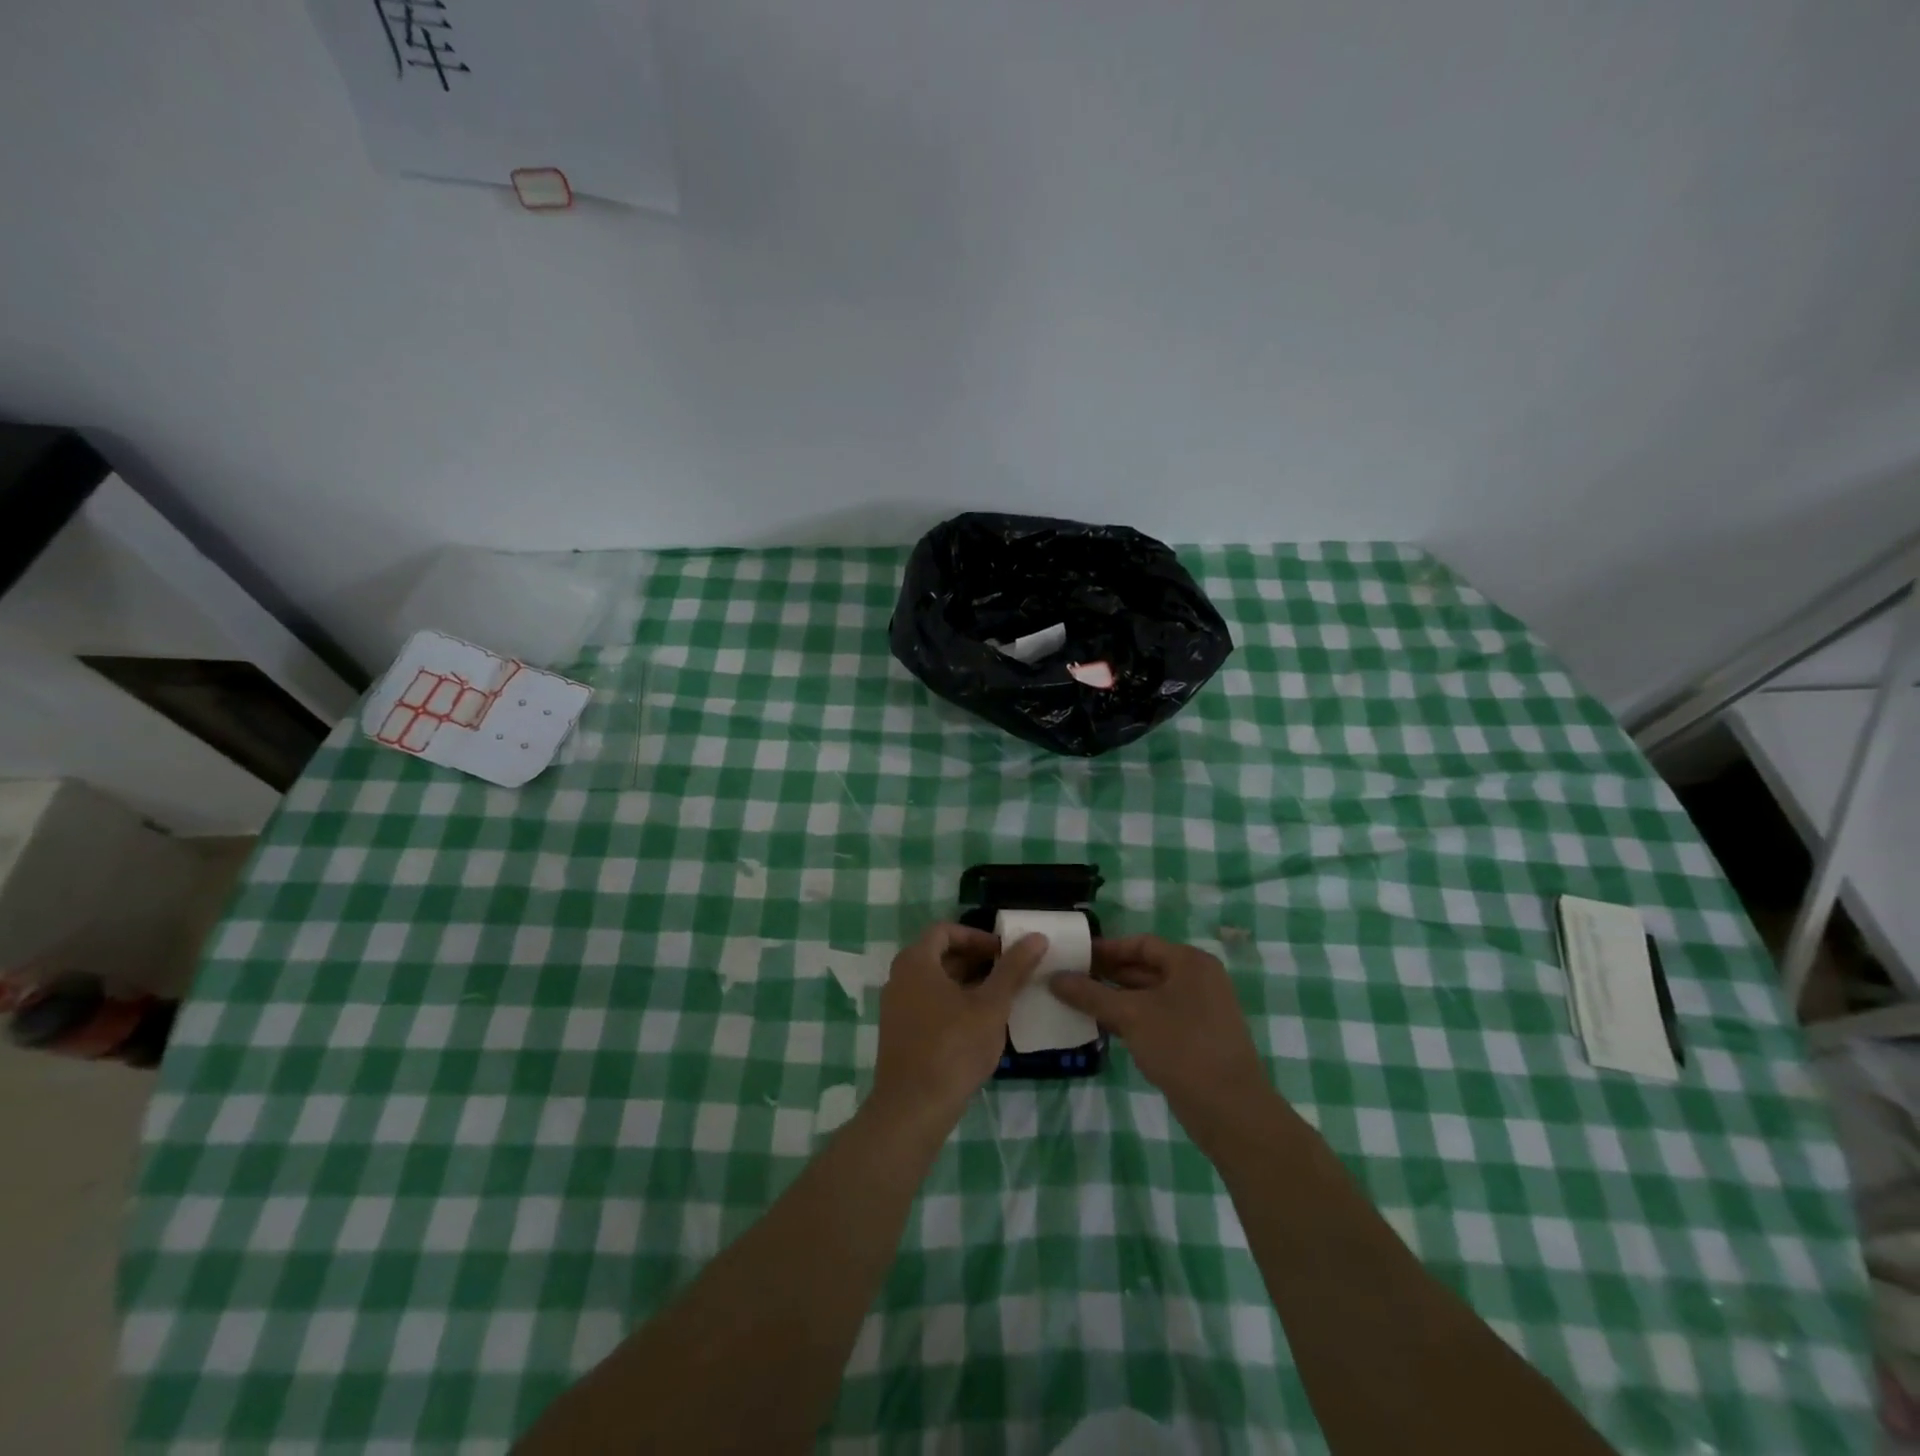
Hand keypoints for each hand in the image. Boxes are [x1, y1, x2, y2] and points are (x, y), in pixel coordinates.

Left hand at [870, 924, 1047, 1132]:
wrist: (913, 1109)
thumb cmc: (953, 1047)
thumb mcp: (991, 1005)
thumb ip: (1013, 969)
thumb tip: (1037, 937)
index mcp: (916, 962)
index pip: (946, 930)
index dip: (977, 936)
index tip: (1004, 951)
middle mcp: (899, 978)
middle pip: (939, 955)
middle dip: (975, 960)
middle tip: (1008, 973)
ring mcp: (896, 1008)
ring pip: (935, 982)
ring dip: (967, 983)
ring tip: (1000, 998)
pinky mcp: (899, 1034)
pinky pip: (927, 1004)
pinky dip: (953, 1004)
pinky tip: (979, 1025)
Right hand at [1050, 935, 1272, 1138]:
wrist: (1231, 1110)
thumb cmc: (1181, 1047)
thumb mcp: (1131, 1016)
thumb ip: (1090, 994)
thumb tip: (1054, 978)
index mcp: (1190, 962)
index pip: (1141, 944)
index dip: (1106, 948)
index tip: (1075, 955)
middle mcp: (1198, 979)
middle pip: (1145, 968)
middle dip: (1108, 974)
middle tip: (1070, 978)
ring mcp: (1200, 1010)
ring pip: (1149, 995)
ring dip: (1117, 998)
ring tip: (1079, 1001)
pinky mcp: (1197, 1038)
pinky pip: (1157, 1017)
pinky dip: (1132, 1018)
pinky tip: (1104, 1027)